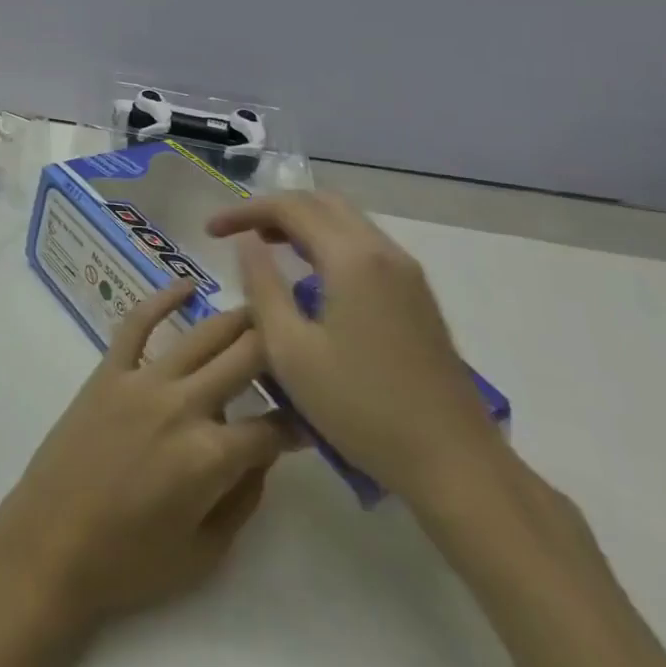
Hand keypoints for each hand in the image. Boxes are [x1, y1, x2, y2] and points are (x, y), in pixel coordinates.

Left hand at [0, 282, 302, 634]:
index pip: (274, 426)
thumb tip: (263, 453)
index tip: (316, 413)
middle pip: (245, 360)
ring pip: (201, 335)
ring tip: (264, 306)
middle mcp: (183, 405)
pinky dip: (162, 298)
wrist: (50, 543)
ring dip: (238, 319)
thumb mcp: (206, 553)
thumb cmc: (129, 562)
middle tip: (301, 338)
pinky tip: (186, 285)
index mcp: (211, 456)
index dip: (302, 421)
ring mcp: (142, 380)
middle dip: (281, 346)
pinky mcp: (108, 371)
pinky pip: (137, 323)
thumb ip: (244, 498)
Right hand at [207, 192, 507, 506]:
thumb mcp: (290, 350)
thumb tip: (246, 243)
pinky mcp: (417, 296)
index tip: (210, 231)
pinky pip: (363, 245)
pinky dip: (327, 242)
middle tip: (238, 233)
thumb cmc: (362, 407)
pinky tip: (309, 276)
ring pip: (346, 221)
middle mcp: (383, 252)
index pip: (289, 207)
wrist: (455, 464)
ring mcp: (407, 273)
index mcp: (352, 258)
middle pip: (321, 202)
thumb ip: (262, 286)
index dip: (244, 211)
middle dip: (274, 209)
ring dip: (302, 224)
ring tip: (265, 249)